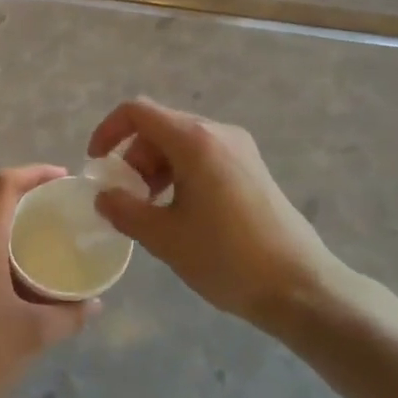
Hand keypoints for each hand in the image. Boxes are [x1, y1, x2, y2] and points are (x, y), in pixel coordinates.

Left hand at [0, 165, 95, 397]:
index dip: (34, 172)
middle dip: (29, 200)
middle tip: (63, 210)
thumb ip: (69, 315)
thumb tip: (96, 303)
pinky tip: (24, 275)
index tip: (63, 178)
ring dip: (16, 227)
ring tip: (49, 240)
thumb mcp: (33, 334)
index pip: (4, 185)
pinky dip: (4, 249)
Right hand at [87, 98, 339, 330]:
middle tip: (125, 199)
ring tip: (150, 210)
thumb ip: (126, 211)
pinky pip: (204, 157)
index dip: (109, 130)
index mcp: (194, 139)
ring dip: (156, 168)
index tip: (96, 164)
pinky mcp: (252, 168)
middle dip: (133, 157)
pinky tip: (180, 213)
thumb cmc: (227, 258)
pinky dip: (180, 174)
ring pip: (182, 143)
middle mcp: (218, 132)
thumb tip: (103, 196)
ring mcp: (240, 148)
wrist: (301, 286)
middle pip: (160, 127)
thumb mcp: (165, 237)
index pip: (138, 111)